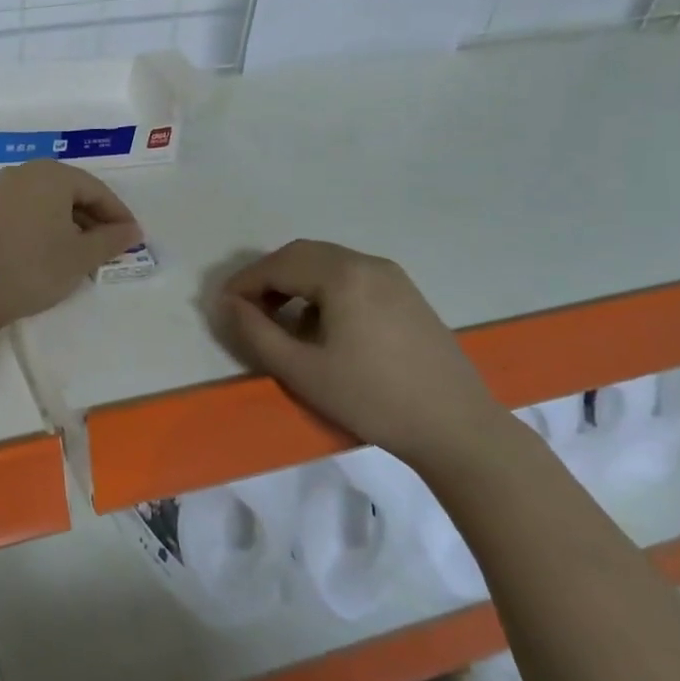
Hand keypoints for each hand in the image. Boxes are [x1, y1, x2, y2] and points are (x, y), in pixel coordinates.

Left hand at [0, 160, 141, 327]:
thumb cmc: (32, 268)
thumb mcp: (80, 256)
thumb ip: (111, 240)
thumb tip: (132, 231)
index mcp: (51, 174)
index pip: (97, 190)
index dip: (118, 215)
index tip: (133, 240)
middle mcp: (24, 172)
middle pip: (70, 192)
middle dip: (93, 219)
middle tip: (109, 248)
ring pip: (46, 202)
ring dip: (68, 224)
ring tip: (81, 254)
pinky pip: (24, 211)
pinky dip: (43, 226)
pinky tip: (48, 252)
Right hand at [220, 240, 517, 468]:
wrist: (455, 426)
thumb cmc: (370, 398)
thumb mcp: (301, 370)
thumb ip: (256, 333)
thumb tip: (228, 304)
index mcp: (342, 275)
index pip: (277, 265)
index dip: (244, 283)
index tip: (224, 308)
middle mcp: (367, 263)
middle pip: (302, 254)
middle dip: (268, 277)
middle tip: (247, 310)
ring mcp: (392, 277)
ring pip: (327, 262)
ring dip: (295, 281)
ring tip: (279, 319)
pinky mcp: (407, 294)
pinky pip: (351, 276)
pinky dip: (322, 288)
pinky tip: (319, 324)